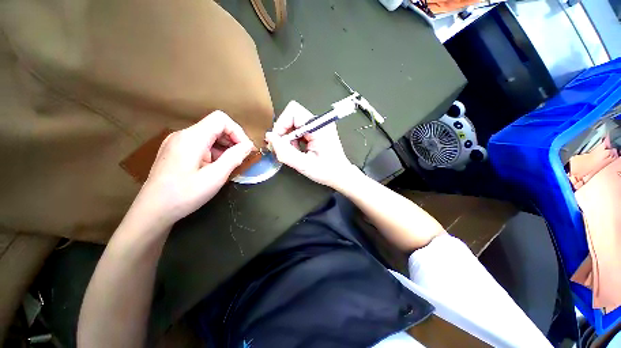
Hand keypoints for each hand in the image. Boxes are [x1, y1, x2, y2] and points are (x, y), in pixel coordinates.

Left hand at [130, 111, 253, 226]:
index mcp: (191, 138)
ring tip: (230, 165)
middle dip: (233, 140)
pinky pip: (201, 145)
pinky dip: (214, 153)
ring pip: (209, 136)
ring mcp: (177, 143)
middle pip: (215, 126)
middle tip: (242, 158)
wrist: (152, 212)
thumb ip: (233, 158)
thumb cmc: (184, 195)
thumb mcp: (215, 177)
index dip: (237, 131)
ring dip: (224, 148)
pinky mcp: (175, 152)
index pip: (221, 119)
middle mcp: (183, 135)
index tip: (245, 149)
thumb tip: (248, 145)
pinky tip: (216, 168)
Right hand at [266, 100, 357, 187]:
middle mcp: (320, 122)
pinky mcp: (318, 131)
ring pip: (294, 123)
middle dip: (284, 132)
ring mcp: (319, 126)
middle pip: (293, 116)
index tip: (278, 141)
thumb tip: (269, 137)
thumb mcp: (304, 165)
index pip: (293, 112)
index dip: (281, 124)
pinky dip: (294, 140)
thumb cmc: (326, 171)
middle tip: (284, 148)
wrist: (340, 175)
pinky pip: (300, 130)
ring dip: (289, 137)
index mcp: (319, 127)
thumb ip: (285, 152)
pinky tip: (298, 150)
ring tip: (294, 152)